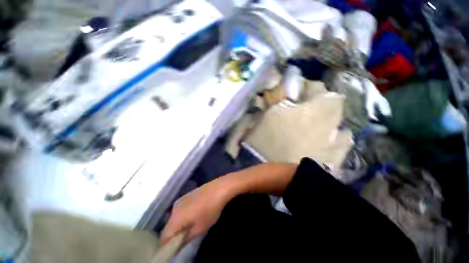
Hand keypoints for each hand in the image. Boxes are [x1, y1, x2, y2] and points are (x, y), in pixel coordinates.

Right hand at [160, 178, 232, 244]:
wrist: (218, 188)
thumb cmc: (210, 210)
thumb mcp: (200, 228)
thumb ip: (187, 238)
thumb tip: (180, 242)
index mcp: (174, 219)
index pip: (164, 237)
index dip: (168, 244)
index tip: (176, 246)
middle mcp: (174, 208)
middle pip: (168, 226)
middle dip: (174, 233)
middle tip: (184, 236)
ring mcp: (180, 199)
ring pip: (174, 216)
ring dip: (179, 223)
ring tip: (190, 224)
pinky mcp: (186, 194)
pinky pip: (180, 208)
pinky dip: (183, 214)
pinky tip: (194, 213)